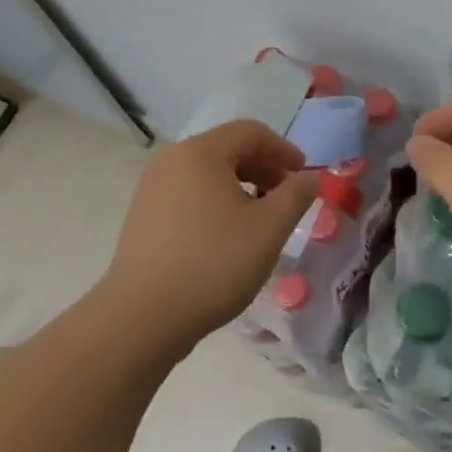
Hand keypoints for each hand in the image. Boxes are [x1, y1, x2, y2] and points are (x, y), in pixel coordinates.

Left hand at [104, 120, 320, 351]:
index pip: (251, 132)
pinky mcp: (143, 217)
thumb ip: (296, 195)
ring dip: (241, 187)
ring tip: (260, 220)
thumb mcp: (269, 228)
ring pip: (208, 174)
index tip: (303, 176)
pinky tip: (227, 237)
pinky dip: (216, 203)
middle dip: (263, 169)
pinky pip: (189, 195)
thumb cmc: (213, 264)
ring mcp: (152, 189)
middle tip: (286, 198)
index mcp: (200, 152)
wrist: (141, 319)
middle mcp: (171, 161)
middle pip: (228, 149)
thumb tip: (310, 177)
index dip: (283, 150)